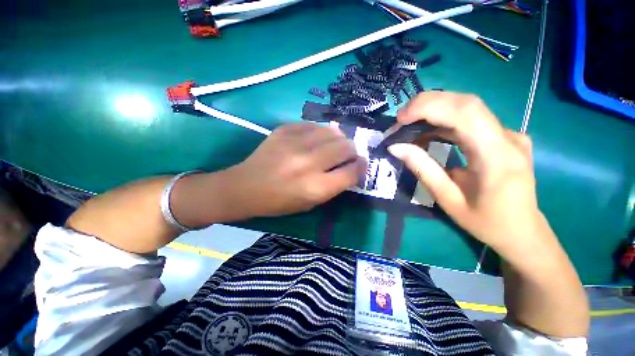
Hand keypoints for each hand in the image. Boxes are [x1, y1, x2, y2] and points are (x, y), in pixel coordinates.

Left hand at [229, 123, 365, 216]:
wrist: (247, 187)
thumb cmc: (280, 201)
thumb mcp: (311, 202)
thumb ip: (335, 185)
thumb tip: (352, 165)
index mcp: (316, 187)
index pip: (352, 172)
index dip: (361, 167)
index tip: (360, 165)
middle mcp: (308, 163)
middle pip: (345, 148)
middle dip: (352, 151)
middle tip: (348, 154)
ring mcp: (295, 143)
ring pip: (333, 132)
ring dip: (339, 139)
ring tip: (334, 145)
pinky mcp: (284, 130)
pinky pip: (313, 125)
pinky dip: (320, 132)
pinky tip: (316, 139)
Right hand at [387, 92, 550, 254]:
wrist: (523, 232)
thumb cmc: (486, 222)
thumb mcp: (447, 199)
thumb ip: (422, 169)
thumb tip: (396, 147)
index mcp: (497, 156)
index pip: (464, 113)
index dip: (428, 107)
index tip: (400, 118)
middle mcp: (508, 137)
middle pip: (466, 103)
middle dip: (427, 104)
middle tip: (400, 119)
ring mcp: (508, 134)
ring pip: (468, 107)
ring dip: (434, 111)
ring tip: (408, 125)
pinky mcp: (503, 137)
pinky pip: (471, 120)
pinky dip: (444, 121)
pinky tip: (428, 133)